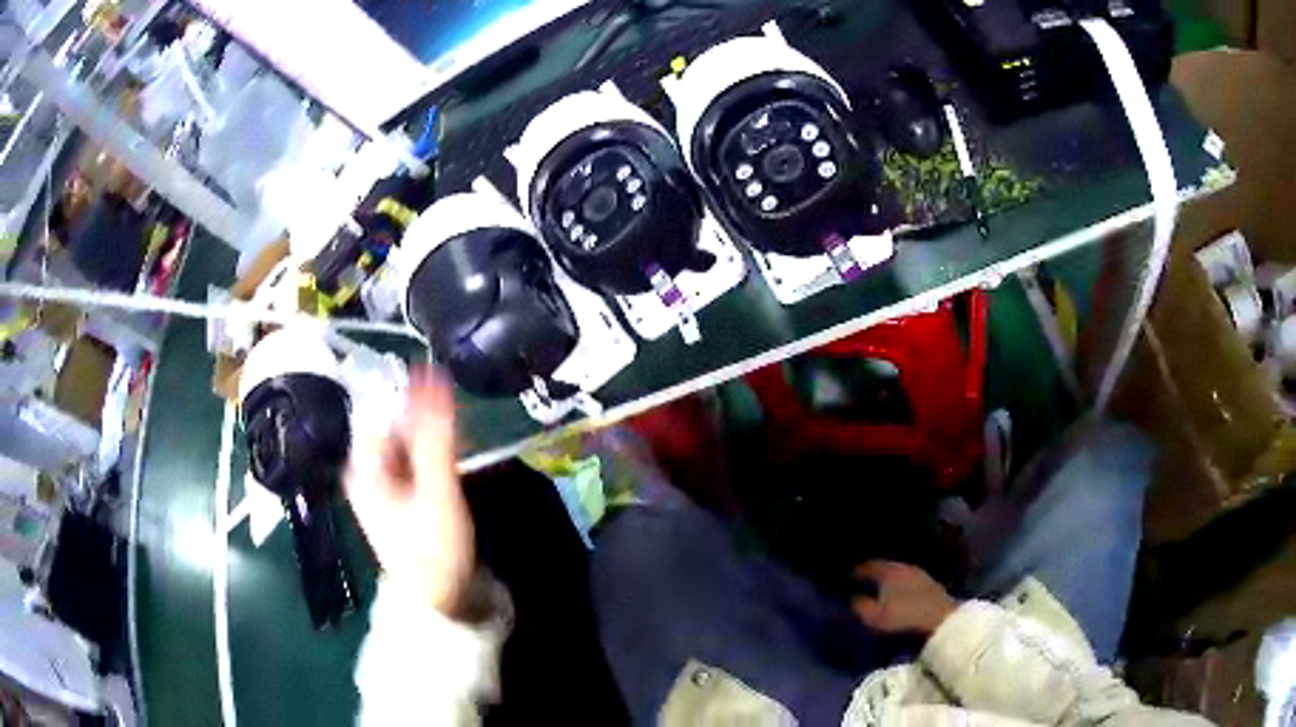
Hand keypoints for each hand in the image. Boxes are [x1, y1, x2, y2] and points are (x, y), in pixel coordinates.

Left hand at [346, 371, 473, 616]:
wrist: (439, 602)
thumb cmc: (433, 547)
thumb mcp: (437, 490)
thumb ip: (436, 434)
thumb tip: (433, 374)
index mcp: (362, 465)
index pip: (385, 410)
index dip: (417, 401)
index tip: (451, 405)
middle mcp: (364, 470)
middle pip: (395, 425)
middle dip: (428, 421)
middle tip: (461, 430)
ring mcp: (379, 486)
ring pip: (406, 444)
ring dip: (432, 439)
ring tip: (461, 447)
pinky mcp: (397, 499)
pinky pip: (412, 463)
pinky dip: (431, 458)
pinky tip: (451, 465)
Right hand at [851, 561, 956, 634]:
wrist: (941, 619)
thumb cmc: (904, 616)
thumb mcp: (875, 616)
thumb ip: (861, 606)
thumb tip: (854, 598)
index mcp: (889, 571)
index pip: (870, 565)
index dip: (859, 570)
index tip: (849, 575)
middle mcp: (904, 567)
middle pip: (886, 566)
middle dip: (875, 572)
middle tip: (864, 579)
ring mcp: (919, 574)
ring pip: (899, 572)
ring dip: (890, 578)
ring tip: (881, 586)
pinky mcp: (930, 584)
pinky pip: (909, 579)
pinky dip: (901, 583)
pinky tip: (899, 592)